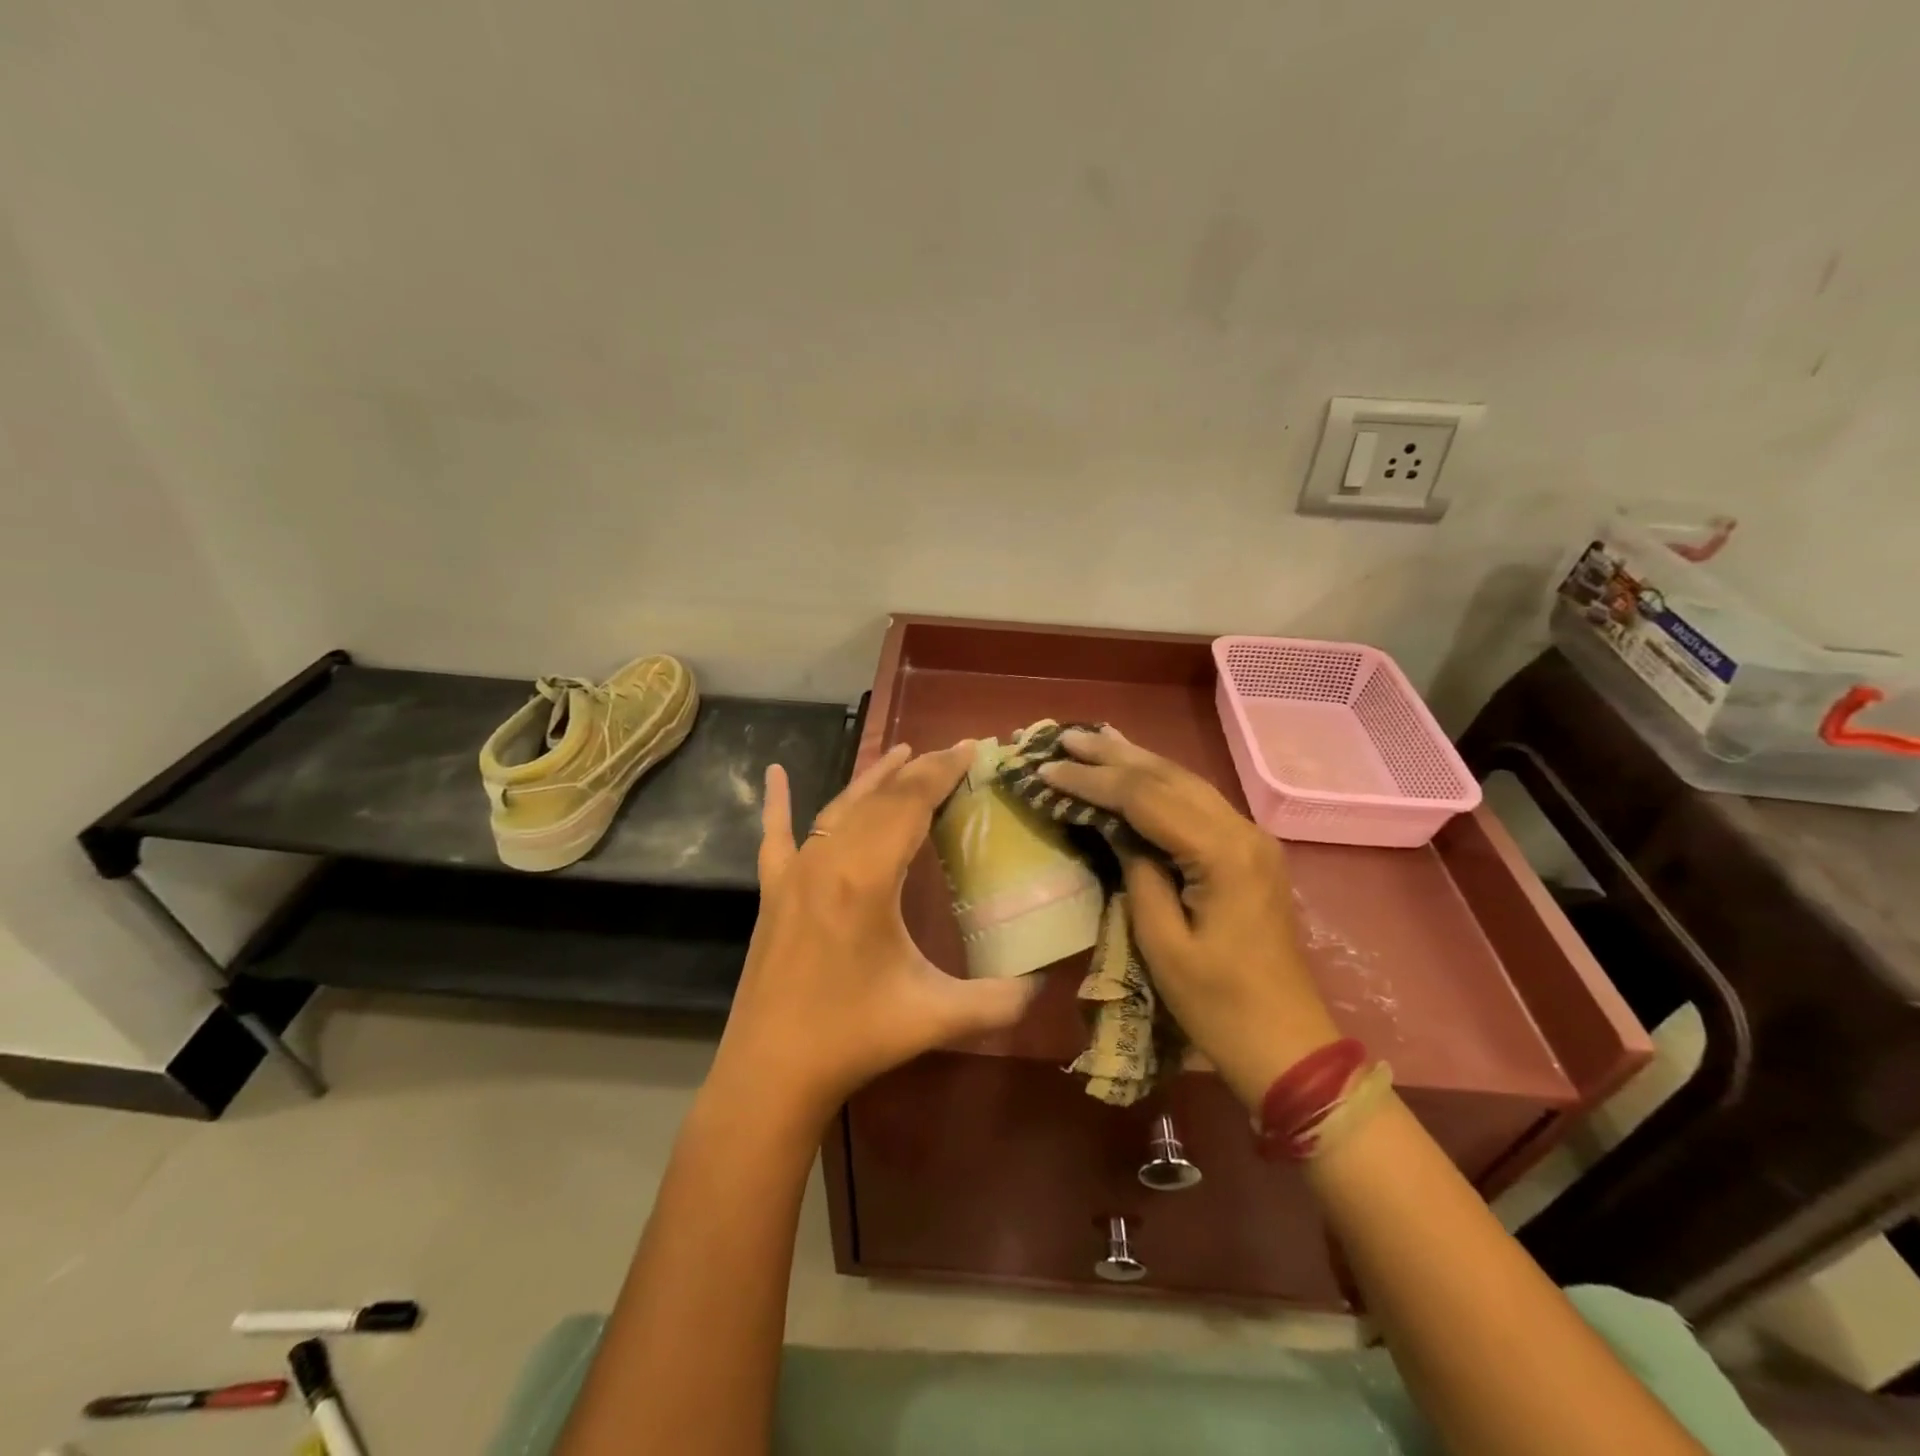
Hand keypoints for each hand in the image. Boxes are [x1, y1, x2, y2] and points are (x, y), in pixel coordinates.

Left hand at [713, 741, 1039, 1124]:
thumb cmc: (854, 1037)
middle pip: (879, 798)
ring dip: (873, 778)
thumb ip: (999, 1000)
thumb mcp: (935, 1016)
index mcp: (866, 877)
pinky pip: (775, 835)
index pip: (911, 804)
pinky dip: (778, 802)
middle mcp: (828, 860)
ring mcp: (794, 873)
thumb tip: (1046, 986)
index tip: (971, 747)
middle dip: (919, 770)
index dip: (942, 771)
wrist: (771, 1073)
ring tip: (902, 752)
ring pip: (837, 807)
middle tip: (952, 752)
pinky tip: (774, 774)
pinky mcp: (773, 891)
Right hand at [1038, 727, 1339, 1107]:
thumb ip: (1138, 875)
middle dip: (1114, 755)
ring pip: (1186, 783)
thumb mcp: (1163, 944)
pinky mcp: (1249, 853)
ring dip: (1137, 761)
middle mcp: (1242, 831)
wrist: (1289, 1046)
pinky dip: (1161, 783)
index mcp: (1222, 854)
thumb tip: (1117, 832)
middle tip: (1065, 737)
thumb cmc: (1219, 1005)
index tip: (1049, 769)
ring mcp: (1251, 839)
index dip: (1094, 781)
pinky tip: (1139, 771)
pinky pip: (1198, 803)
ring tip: (1094, 740)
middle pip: (1169, 777)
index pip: (1146, 798)